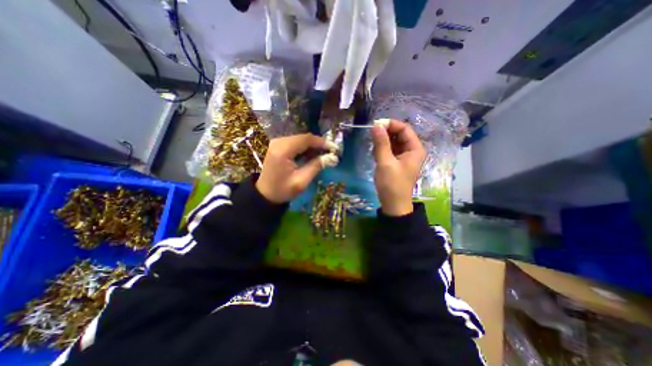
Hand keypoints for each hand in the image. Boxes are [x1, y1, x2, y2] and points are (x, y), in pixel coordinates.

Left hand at [254, 133, 338, 203]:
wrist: (265, 195)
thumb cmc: (282, 190)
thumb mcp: (301, 181)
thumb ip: (316, 166)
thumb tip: (332, 157)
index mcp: (283, 150)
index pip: (306, 139)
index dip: (322, 142)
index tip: (334, 148)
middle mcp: (279, 142)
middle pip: (303, 138)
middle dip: (318, 144)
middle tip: (331, 153)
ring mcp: (277, 143)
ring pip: (300, 140)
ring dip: (312, 147)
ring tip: (324, 155)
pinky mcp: (278, 146)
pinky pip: (295, 143)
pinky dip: (305, 148)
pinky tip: (312, 156)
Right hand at [372, 120, 428, 215]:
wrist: (393, 204)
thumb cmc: (392, 184)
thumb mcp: (385, 163)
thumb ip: (381, 143)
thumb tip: (376, 125)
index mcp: (415, 149)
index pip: (404, 129)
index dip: (390, 124)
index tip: (375, 125)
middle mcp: (412, 150)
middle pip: (399, 134)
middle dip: (385, 134)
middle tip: (372, 137)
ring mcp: (404, 156)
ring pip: (393, 142)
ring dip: (383, 142)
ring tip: (374, 150)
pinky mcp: (397, 162)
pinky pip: (390, 150)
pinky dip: (382, 150)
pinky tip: (376, 155)